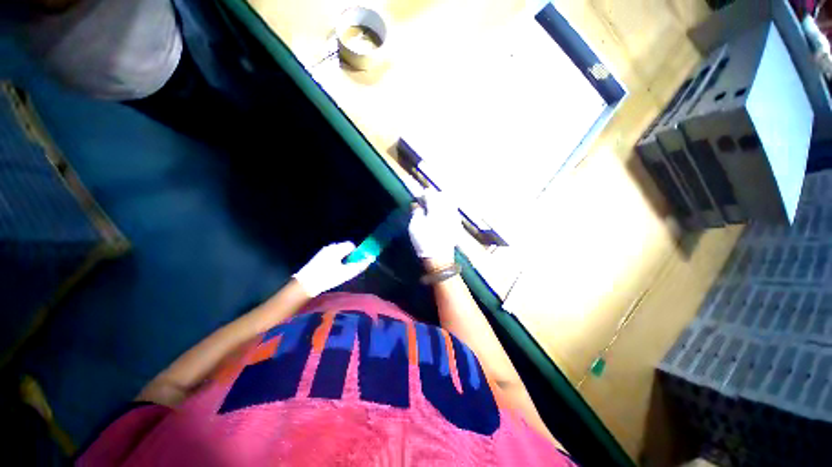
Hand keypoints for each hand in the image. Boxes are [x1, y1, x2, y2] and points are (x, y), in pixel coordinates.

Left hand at [293, 242, 371, 297]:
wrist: (305, 284)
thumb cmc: (327, 277)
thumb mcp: (346, 273)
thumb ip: (359, 266)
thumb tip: (369, 260)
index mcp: (337, 249)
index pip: (351, 246)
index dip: (356, 253)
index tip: (357, 262)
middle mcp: (330, 247)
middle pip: (345, 248)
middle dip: (349, 257)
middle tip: (349, 268)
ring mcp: (323, 252)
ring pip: (338, 253)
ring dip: (342, 259)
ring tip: (341, 271)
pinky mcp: (318, 258)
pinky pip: (331, 256)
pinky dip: (335, 261)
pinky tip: (332, 271)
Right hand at [408, 189, 459, 265]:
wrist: (439, 258)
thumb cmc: (424, 242)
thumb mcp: (415, 226)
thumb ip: (416, 212)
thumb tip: (418, 205)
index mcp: (436, 209)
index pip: (431, 195)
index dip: (425, 193)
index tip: (420, 195)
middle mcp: (447, 211)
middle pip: (443, 196)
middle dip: (435, 195)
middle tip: (428, 199)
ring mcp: (454, 218)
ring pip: (450, 202)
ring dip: (442, 201)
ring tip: (435, 205)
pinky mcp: (457, 225)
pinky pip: (454, 211)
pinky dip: (448, 208)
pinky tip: (443, 213)